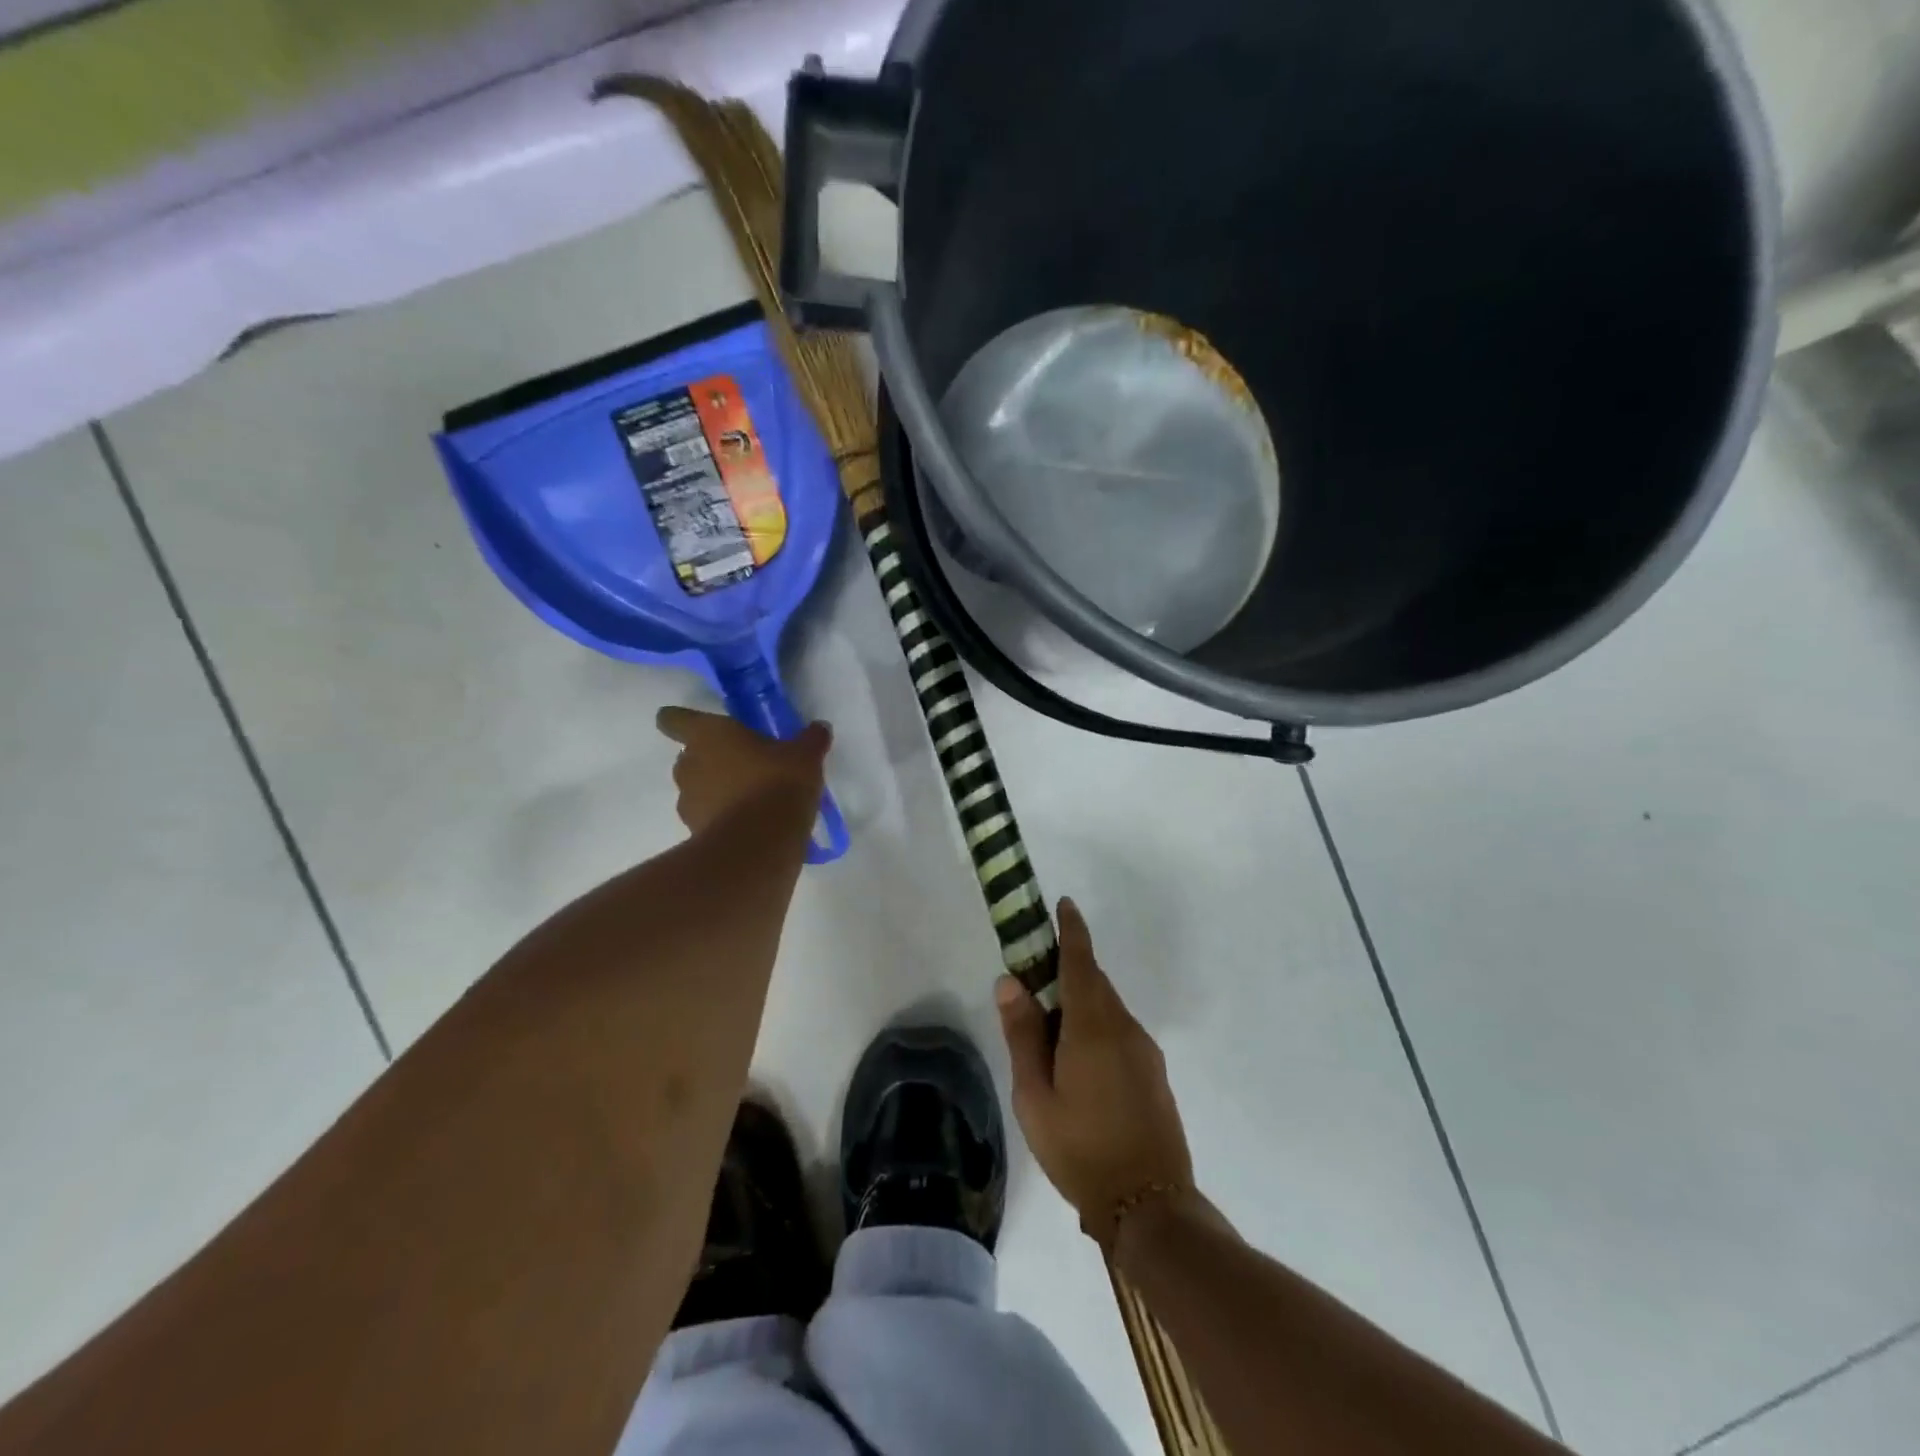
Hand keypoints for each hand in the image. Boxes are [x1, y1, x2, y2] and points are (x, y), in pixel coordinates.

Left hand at [656, 707, 830, 835]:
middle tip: (742, 762)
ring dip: (715, 789)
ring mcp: (687, 800)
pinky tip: (749, 822)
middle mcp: (689, 763)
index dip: (678, 720)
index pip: (674, 719)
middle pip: (688, 755)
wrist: (760, 845)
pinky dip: (721, 817)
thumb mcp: (805, 756)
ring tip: (748, 796)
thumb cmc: (777, 783)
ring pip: (696, 787)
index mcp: (708, 734)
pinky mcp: (694, 831)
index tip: (691, 724)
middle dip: (710, 758)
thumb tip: (819, 727)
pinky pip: (706, 816)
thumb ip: (811, 739)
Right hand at [996, 898, 1193, 1246]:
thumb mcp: (1035, 1096)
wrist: (1150, 1206)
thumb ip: (1023, 1035)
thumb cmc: (1080, 1149)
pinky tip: (1078, 1066)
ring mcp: (1145, 1051)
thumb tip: (1011, 982)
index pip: (1081, 961)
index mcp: (1093, 1026)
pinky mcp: (1154, 1073)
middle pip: (1094, 983)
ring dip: (1080, 1004)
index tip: (1063, 904)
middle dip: (1067, 970)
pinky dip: (1095, 1029)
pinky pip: (1119, 1033)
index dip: (1071, 930)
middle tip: (1033, 981)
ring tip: (1049, 1035)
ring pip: (1107, 1010)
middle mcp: (1125, 1028)